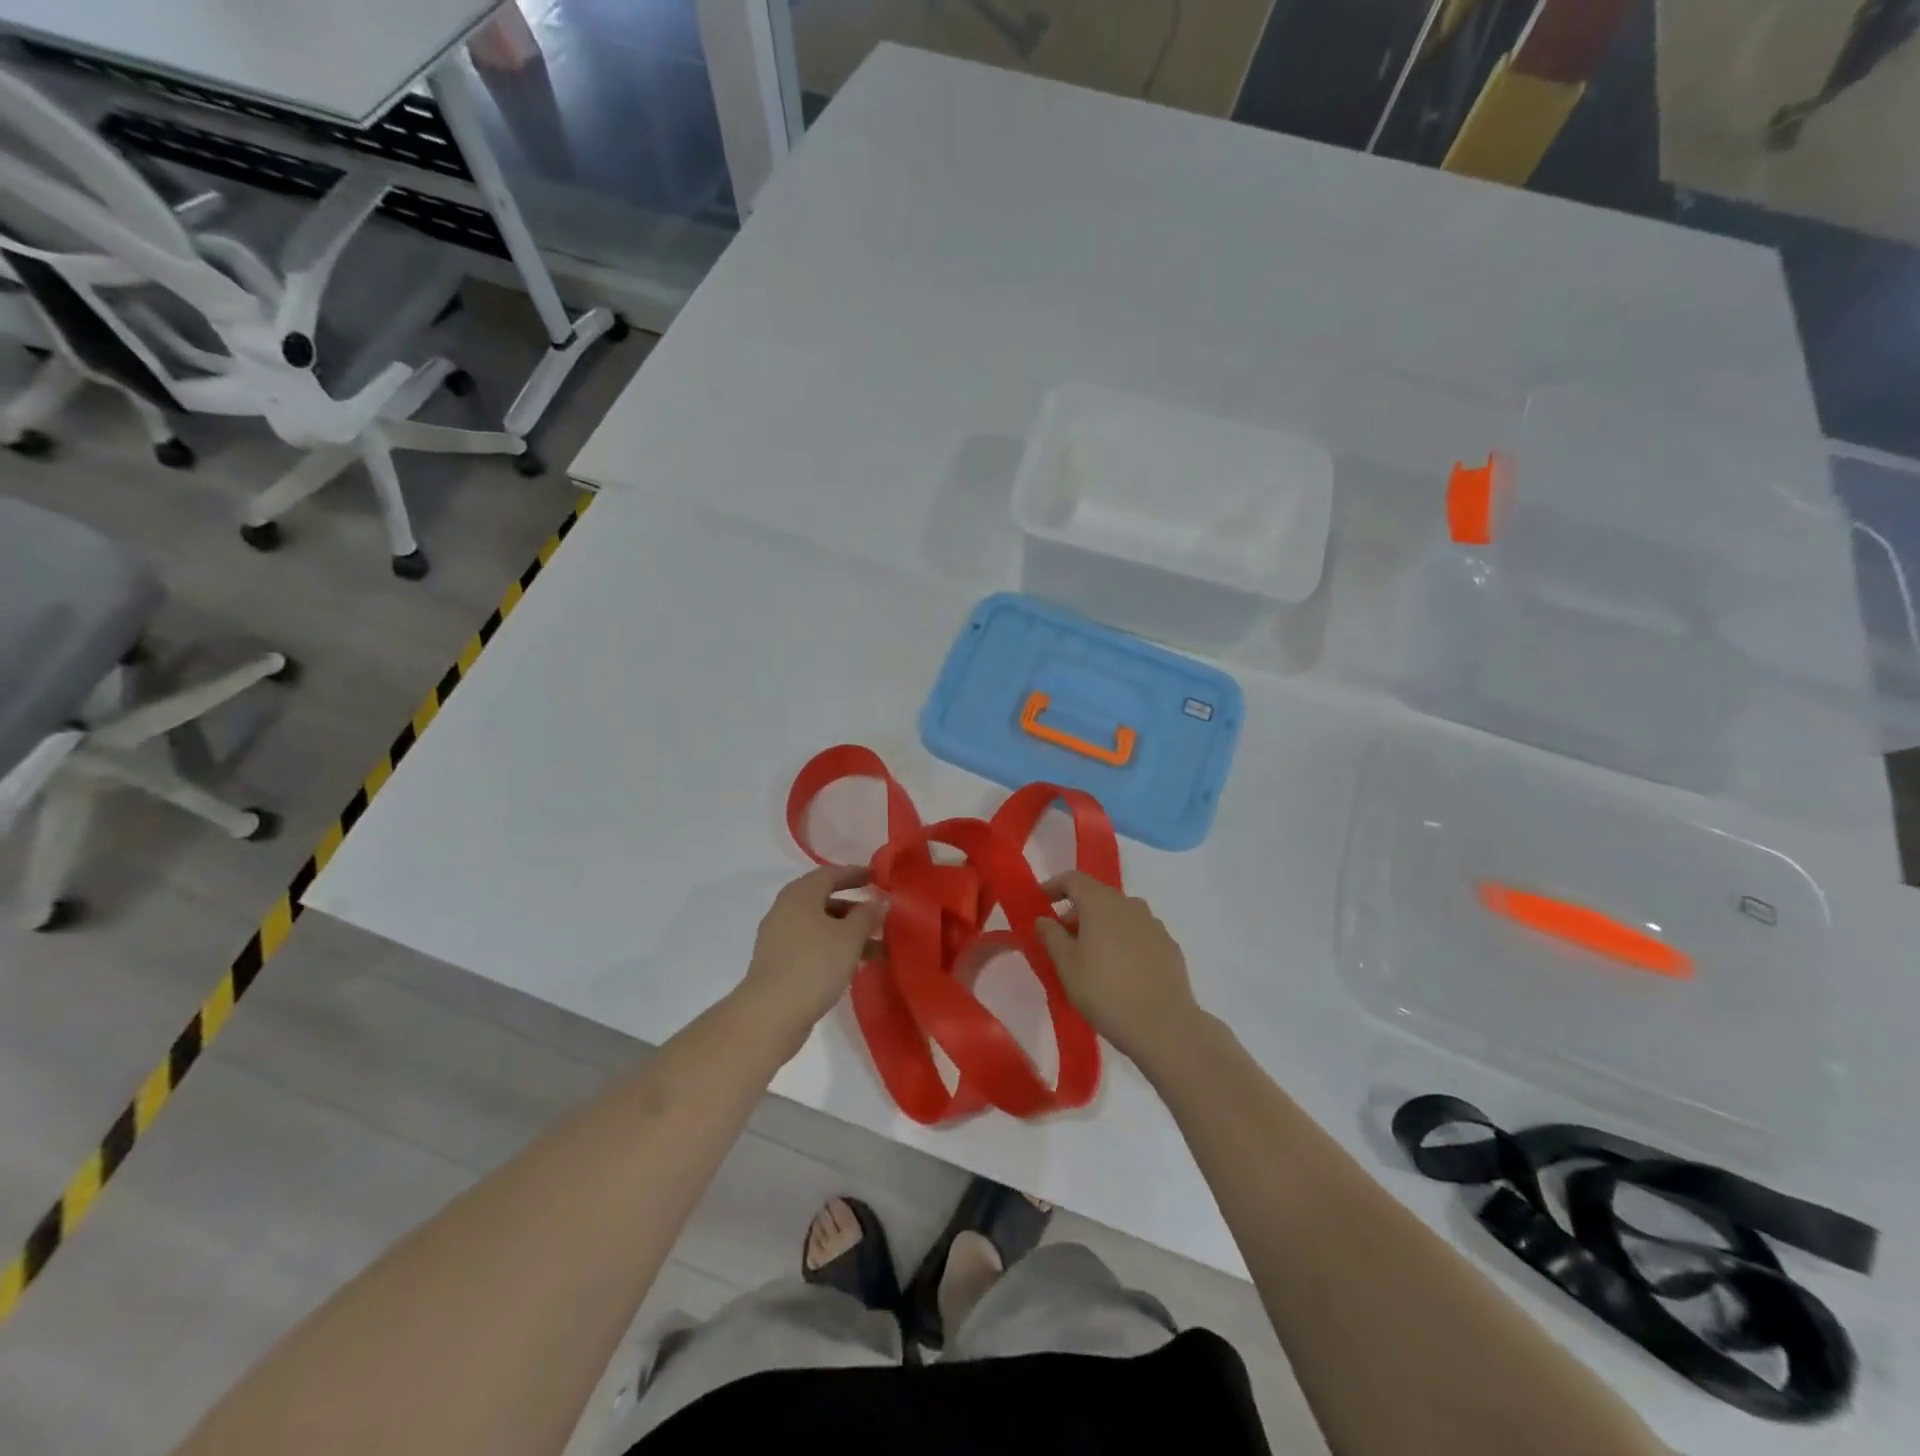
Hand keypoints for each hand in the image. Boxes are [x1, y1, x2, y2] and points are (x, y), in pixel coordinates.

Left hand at [739, 867, 879, 1037]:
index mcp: (800, 894)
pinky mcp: (778, 964)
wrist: (771, 1014)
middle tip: (880, 916)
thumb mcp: (850, 937)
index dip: (855, 874)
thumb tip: (880, 901)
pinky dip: (833, 949)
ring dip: (847, 933)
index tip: (877, 878)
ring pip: (820, 927)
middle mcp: (786, 910)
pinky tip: (853, 965)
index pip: (830, 874)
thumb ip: (867, 915)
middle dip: (854, 908)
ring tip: (877, 948)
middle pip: (824, 900)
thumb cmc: (814, 965)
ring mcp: (779, 938)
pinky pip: (812, 946)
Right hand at [1037, 872, 1201, 1065]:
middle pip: (1098, 896)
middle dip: (1077, 910)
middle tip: (1062, 937)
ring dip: (1102, 925)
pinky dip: (1124, 940)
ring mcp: (1154, 924)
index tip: (1040, 901)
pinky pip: (1139, 933)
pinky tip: (1121, 969)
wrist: (1164, 1025)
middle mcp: (1129, 904)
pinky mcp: (1169, 945)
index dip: (1054, 886)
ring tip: (1092, 956)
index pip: (1073, 879)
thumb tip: (1043, 918)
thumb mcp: (1067, 966)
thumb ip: (1051, 936)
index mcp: (1100, 903)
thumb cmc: (1105, 992)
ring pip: (1120, 914)